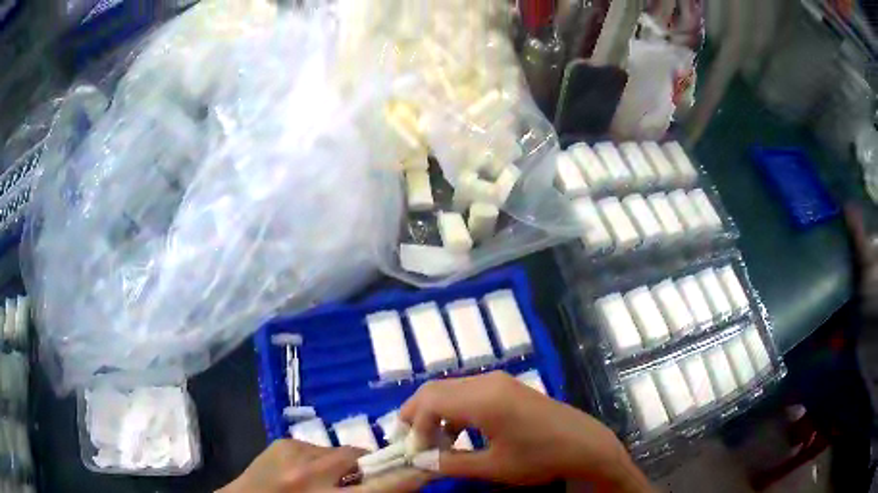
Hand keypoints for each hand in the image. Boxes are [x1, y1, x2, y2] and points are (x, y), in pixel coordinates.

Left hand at [218, 439, 430, 492]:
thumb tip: (391, 486)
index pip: (384, 486)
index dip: (410, 475)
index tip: (428, 466)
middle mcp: (313, 474)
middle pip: (363, 459)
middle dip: (375, 466)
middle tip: (371, 477)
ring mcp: (295, 453)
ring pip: (340, 453)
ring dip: (343, 466)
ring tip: (327, 481)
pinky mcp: (283, 442)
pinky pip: (317, 449)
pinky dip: (321, 461)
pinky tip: (306, 474)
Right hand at [400, 371, 652, 491]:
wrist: (584, 443)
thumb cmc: (540, 457)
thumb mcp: (493, 467)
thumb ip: (450, 463)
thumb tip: (420, 461)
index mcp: (482, 399)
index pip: (428, 402)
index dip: (414, 427)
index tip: (414, 453)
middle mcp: (486, 382)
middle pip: (435, 390)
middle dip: (417, 415)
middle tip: (414, 444)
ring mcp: (498, 381)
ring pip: (450, 390)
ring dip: (435, 413)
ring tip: (435, 443)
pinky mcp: (506, 387)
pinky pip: (467, 392)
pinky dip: (453, 410)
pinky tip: (459, 434)